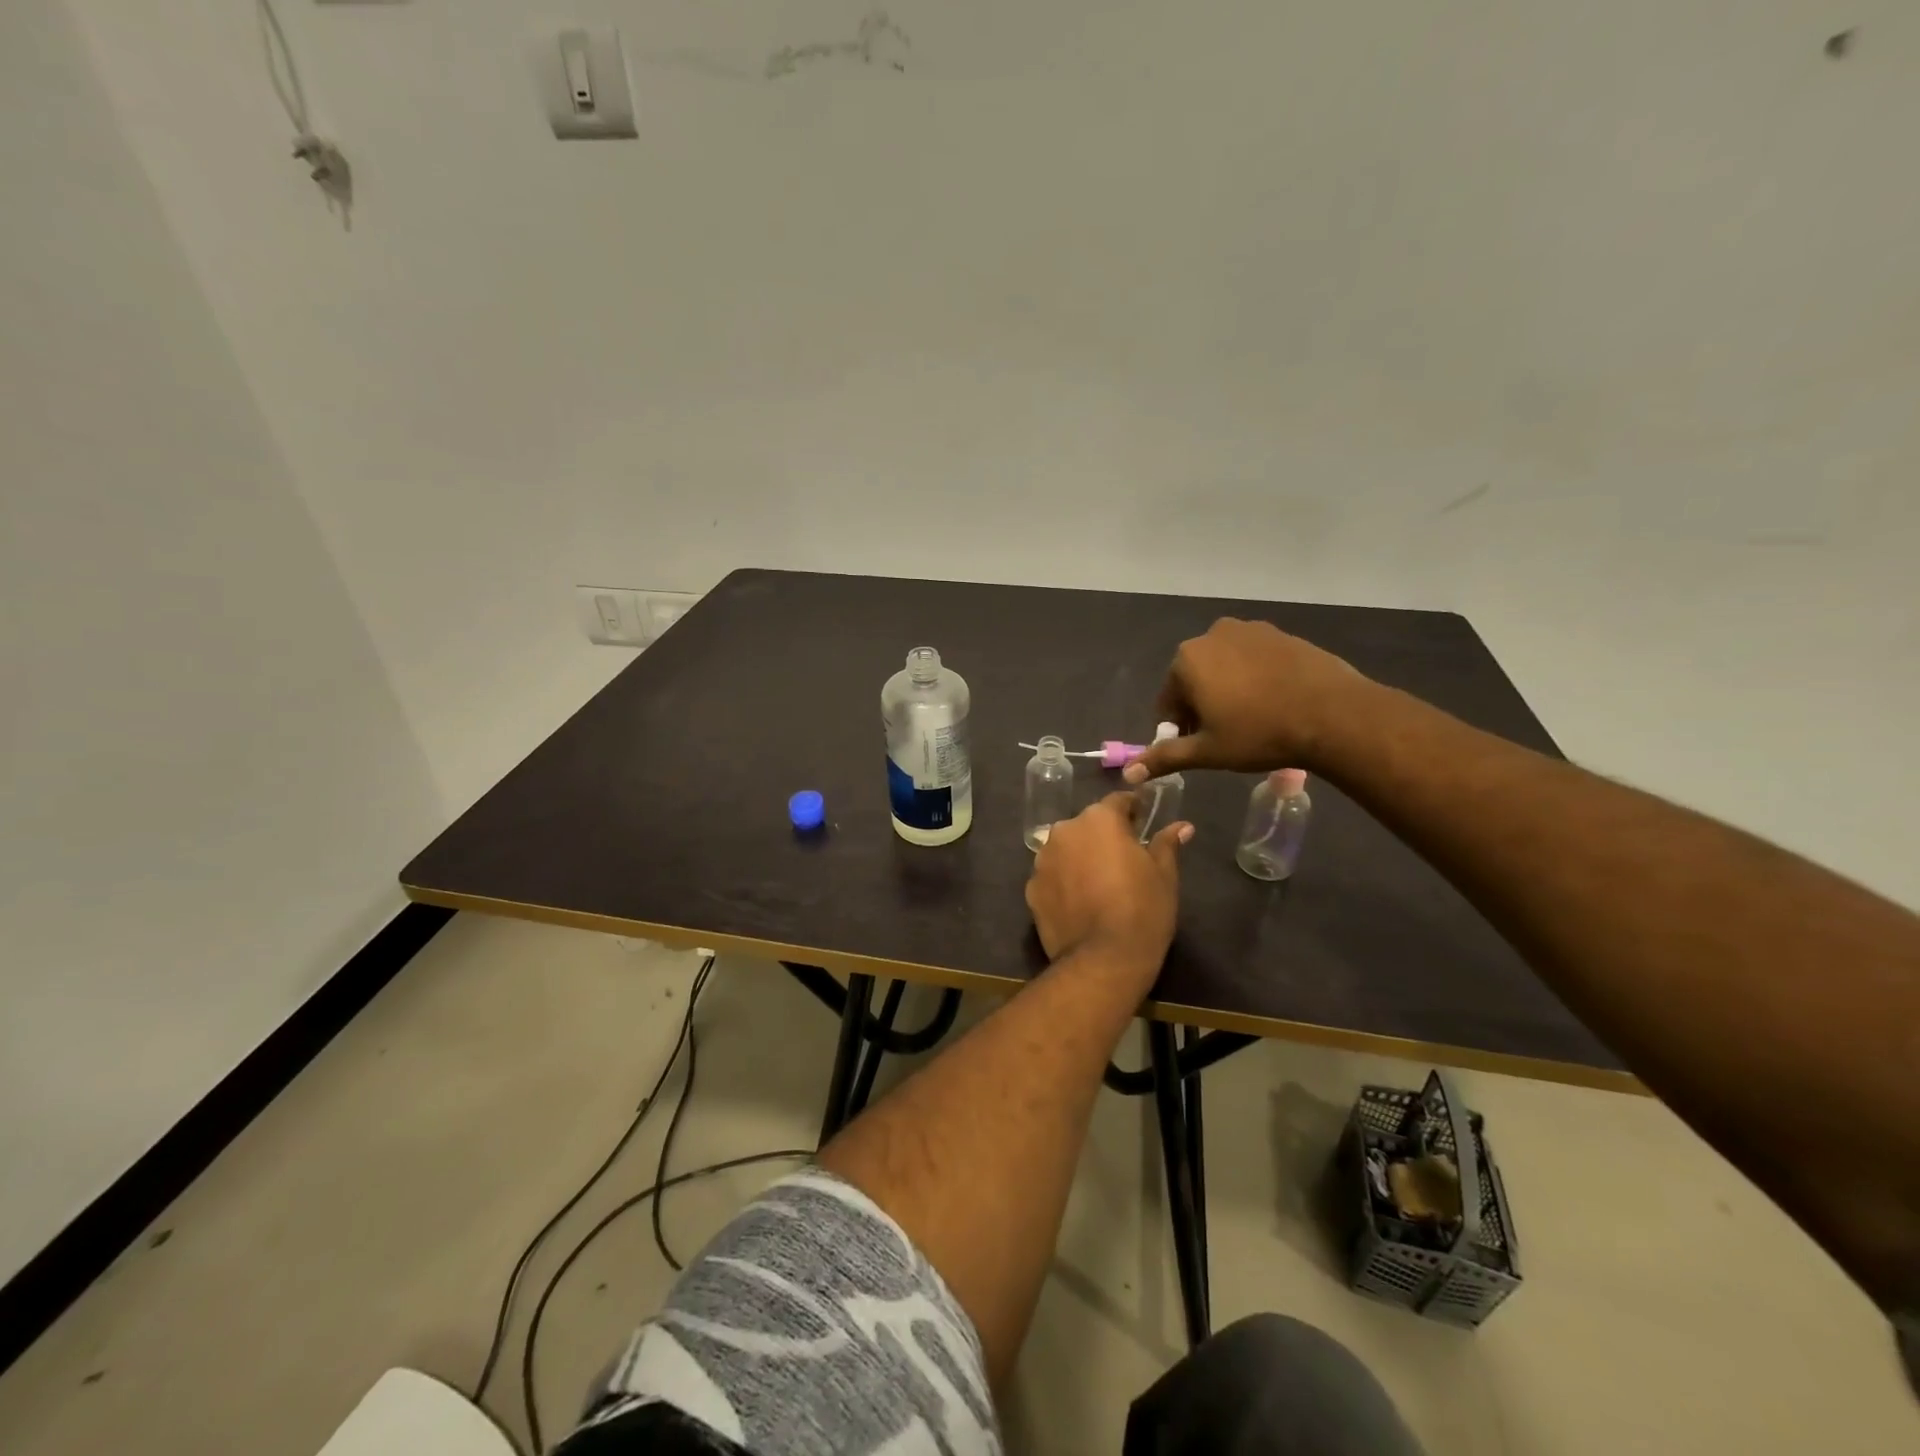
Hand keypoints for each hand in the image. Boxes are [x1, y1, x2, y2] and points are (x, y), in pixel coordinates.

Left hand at [1025, 793, 1190, 973]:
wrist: (1103, 960)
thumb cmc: (1142, 910)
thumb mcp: (1164, 875)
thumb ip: (1167, 844)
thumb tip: (1182, 826)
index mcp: (1099, 819)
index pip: (1118, 802)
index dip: (1132, 810)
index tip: (1142, 821)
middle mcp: (1065, 831)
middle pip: (1087, 826)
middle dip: (1103, 837)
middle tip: (1123, 860)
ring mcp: (1043, 860)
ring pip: (1066, 850)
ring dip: (1080, 858)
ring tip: (1099, 885)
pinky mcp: (1031, 888)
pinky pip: (1052, 876)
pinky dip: (1064, 883)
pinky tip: (1080, 904)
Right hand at [1123, 618, 1369, 783]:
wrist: (1333, 714)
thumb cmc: (1259, 733)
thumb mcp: (1208, 751)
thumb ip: (1165, 758)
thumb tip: (1129, 773)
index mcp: (1187, 660)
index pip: (1168, 699)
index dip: (1179, 727)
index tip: (1199, 745)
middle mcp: (1213, 635)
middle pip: (1195, 678)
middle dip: (1202, 705)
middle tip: (1225, 735)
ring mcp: (1250, 630)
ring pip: (1225, 667)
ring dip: (1228, 689)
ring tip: (1252, 719)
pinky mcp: (1282, 634)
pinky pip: (1255, 659)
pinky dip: (1255, 678)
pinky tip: (1274, 702)